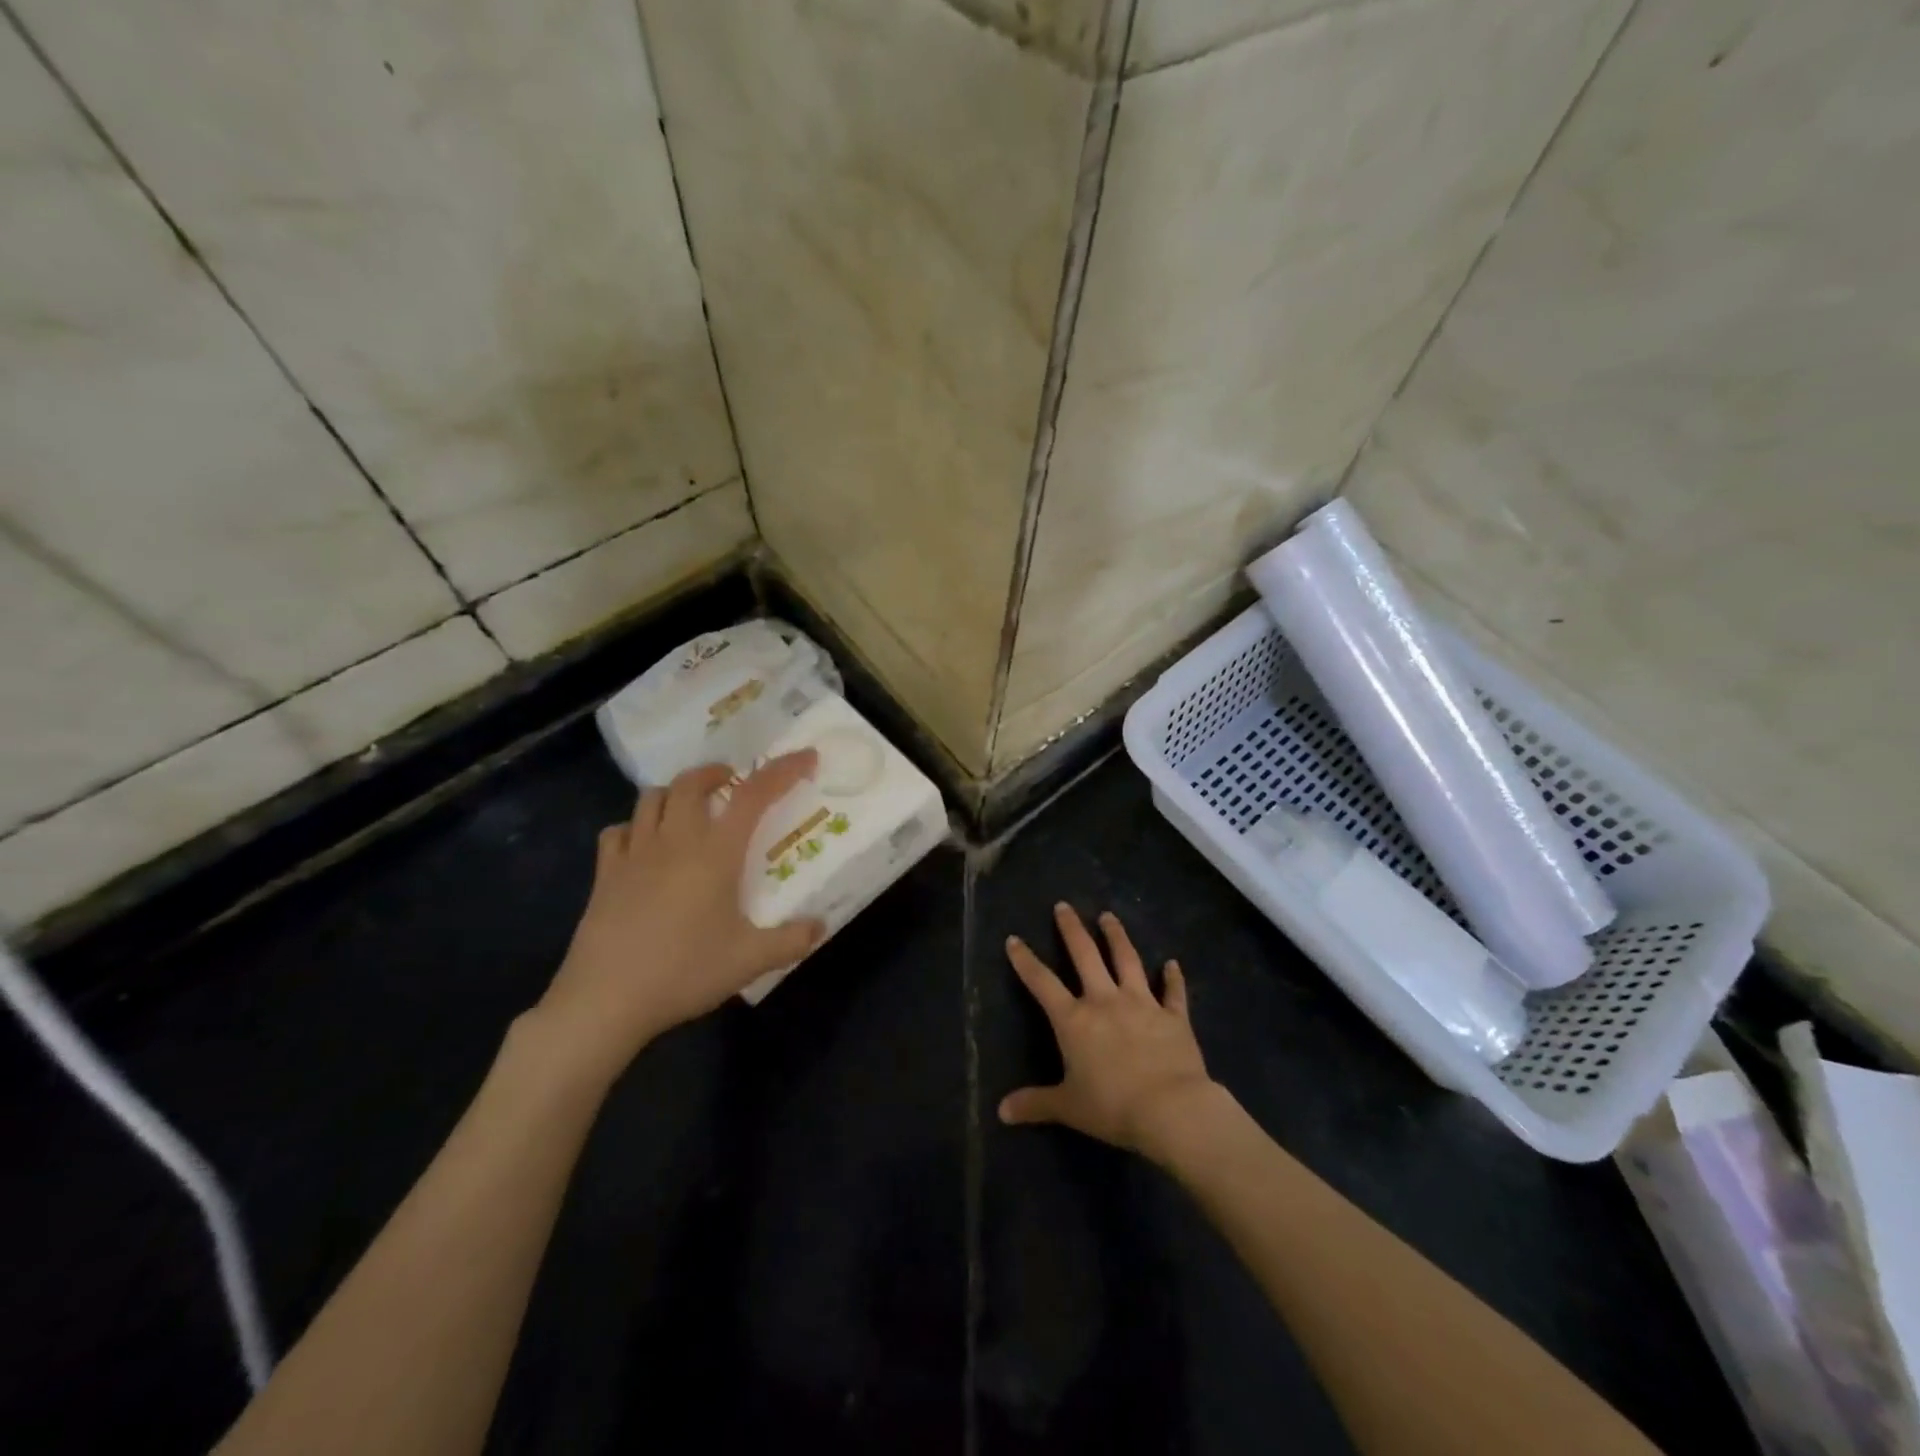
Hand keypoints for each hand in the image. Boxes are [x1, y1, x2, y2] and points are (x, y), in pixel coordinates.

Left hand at [536, 753, 826, 1072]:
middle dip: (716, 773)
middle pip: (691, 782)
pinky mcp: (606, 874)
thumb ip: (792, 940)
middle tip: (733, 784)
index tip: (805, 758)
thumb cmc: (684, 972)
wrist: (606, 999)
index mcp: (715, 852)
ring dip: (676, 793)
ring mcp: (634, 854)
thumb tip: (821, 926)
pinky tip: (644, 845)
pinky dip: (636, 827)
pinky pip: (619, 831)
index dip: (782, 770)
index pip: (754, 794)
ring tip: (691, 809)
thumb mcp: (750, 960)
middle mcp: (675, 841)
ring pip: (652, 798)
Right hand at [1000, 904, 1220, 1163]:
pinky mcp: (1173, 1016)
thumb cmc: (1112, 1106)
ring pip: (1127, 960)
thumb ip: (1035, 1103)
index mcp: (1074, 1020)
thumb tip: (1001, 1112)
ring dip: (1117, 936)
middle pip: (1085, 955)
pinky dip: (1173, 977)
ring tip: (1109, 916)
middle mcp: (1104, 1001)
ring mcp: (1141, 1003)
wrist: (1171, 1109)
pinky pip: (1173, 992)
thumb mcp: (1068, 1107)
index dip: (1026, 961)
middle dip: (1072, 929)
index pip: (1042, 983)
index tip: (1014, 939)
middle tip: (1064, 906)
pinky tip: (1172, 963)